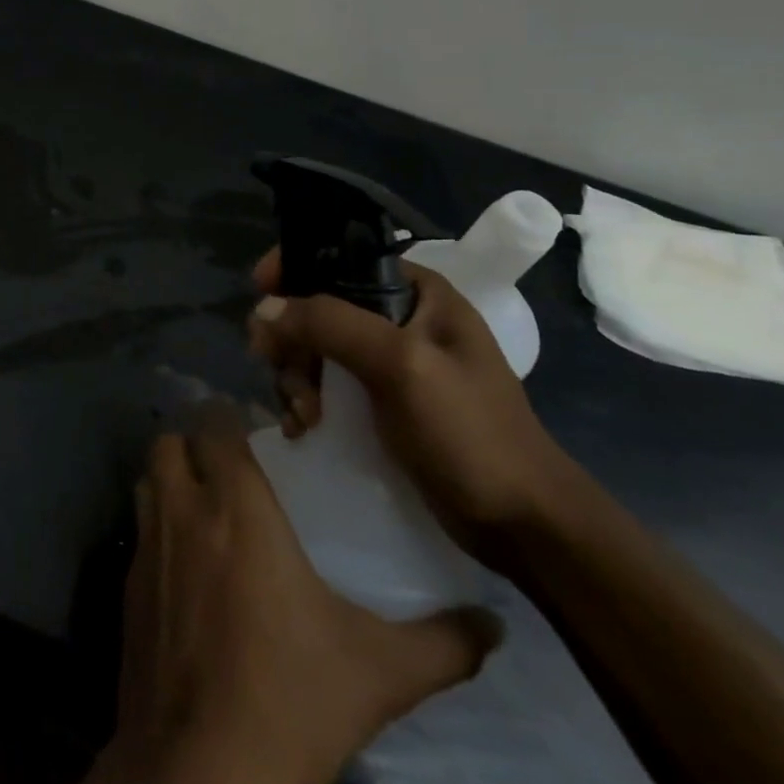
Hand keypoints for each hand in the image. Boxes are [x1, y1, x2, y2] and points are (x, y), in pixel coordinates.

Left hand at [71, 407, 500, 783]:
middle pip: (170, 441)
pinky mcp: (126, 585)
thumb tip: (494, 625)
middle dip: (194, 444)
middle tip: (230, 470)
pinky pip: (138, 531)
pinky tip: (188, 570)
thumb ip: (441, 644)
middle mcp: (183, 512)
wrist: (198, 770)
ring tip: (207, 508)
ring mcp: (145, 546)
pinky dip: (158, 530)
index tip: (258, 438)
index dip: (231, 422)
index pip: (216, 426)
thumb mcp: (379, 674)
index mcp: (236, 510)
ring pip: (147, 480)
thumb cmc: (288, 701)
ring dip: (171, 480)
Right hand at [250, 249, 578, 563]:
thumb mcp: (401, 366)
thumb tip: (264, 308)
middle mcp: (400, 318)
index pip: (340, 257)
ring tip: (303, 415)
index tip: (260, 292)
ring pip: (314, 347)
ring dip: (295, 376)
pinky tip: (302, 427)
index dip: (295, 268)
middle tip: (279, 369)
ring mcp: (389, 363)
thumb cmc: (471, 433)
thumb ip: (331, 324)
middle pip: (318, 306)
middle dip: (291, 338)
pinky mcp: (379, 402)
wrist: (522, 526)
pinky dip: (304, 400)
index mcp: (417, 292)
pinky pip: (324, 383)